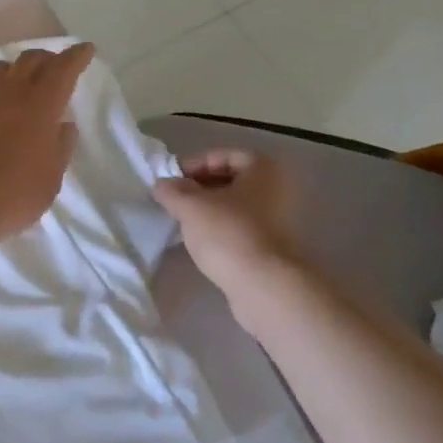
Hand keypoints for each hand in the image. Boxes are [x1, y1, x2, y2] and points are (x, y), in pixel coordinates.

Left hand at [0, 43, 95, 247]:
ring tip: (13, 84)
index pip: (63, 69)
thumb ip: (60, 148)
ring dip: (10, 72)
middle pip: (28, 60)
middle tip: (51, 67)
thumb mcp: (50, 179)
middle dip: (44, 59)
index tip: (85, 49)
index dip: (76, 57)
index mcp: (40, 105)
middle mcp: (7, 92)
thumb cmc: (11, 194)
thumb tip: (64, 125)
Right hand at [153, 150, 297, 307]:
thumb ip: (172, 190)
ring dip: (209, 210)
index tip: (172, 180)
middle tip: (175, 200)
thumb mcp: (190, 205)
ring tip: (184, 221)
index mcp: (262, 169)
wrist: (264, 287)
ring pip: (235, 206)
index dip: (194, 164)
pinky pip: (242, 228)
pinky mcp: (274, 247)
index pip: (222, 155)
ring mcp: (279, 220)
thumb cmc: (228, 233)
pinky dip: (221, 230)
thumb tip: (162, 185)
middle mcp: (277, 189)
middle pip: (230, 179)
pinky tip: (201, 242)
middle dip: (200, 187)